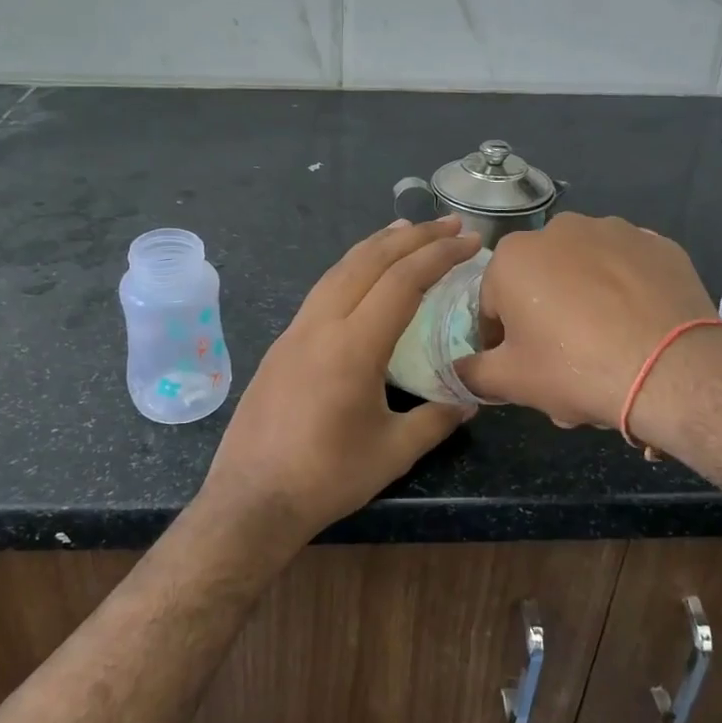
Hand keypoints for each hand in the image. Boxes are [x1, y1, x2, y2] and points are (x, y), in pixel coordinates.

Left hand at [199, 216, 481, 552]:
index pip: (402, 282)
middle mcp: (321, 325)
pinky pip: (322, 290)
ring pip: (339, 269)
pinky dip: (351, 268)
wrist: (251, 499)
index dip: (440, 255)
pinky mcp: (281, 344)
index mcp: (353, 346)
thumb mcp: (393, 451)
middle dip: (412, 236)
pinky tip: (362, 277)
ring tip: (405, 231)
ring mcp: (295, 331)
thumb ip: (436, 418)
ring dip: (376, 245)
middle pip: (369, 261)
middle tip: (448, 223)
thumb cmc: (326, 478)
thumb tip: (468, 399)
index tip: (470, 240)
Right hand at [456, 213, 720, 430]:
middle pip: (540, 284)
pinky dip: (627, 293)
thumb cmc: (576, 368)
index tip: (521, 367)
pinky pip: (628, 270)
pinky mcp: (658, 244)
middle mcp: (560, 229)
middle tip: (566, 365)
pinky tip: (639, 329)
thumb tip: (457, 371)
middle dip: (546, 320)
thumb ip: (473, 373)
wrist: (673, 370)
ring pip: (585, 273)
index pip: (493, 304)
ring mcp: (615, 231)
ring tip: (607, 349)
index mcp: (515, 256)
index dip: (502, 340)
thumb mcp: (512, 381)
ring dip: (585, 303)